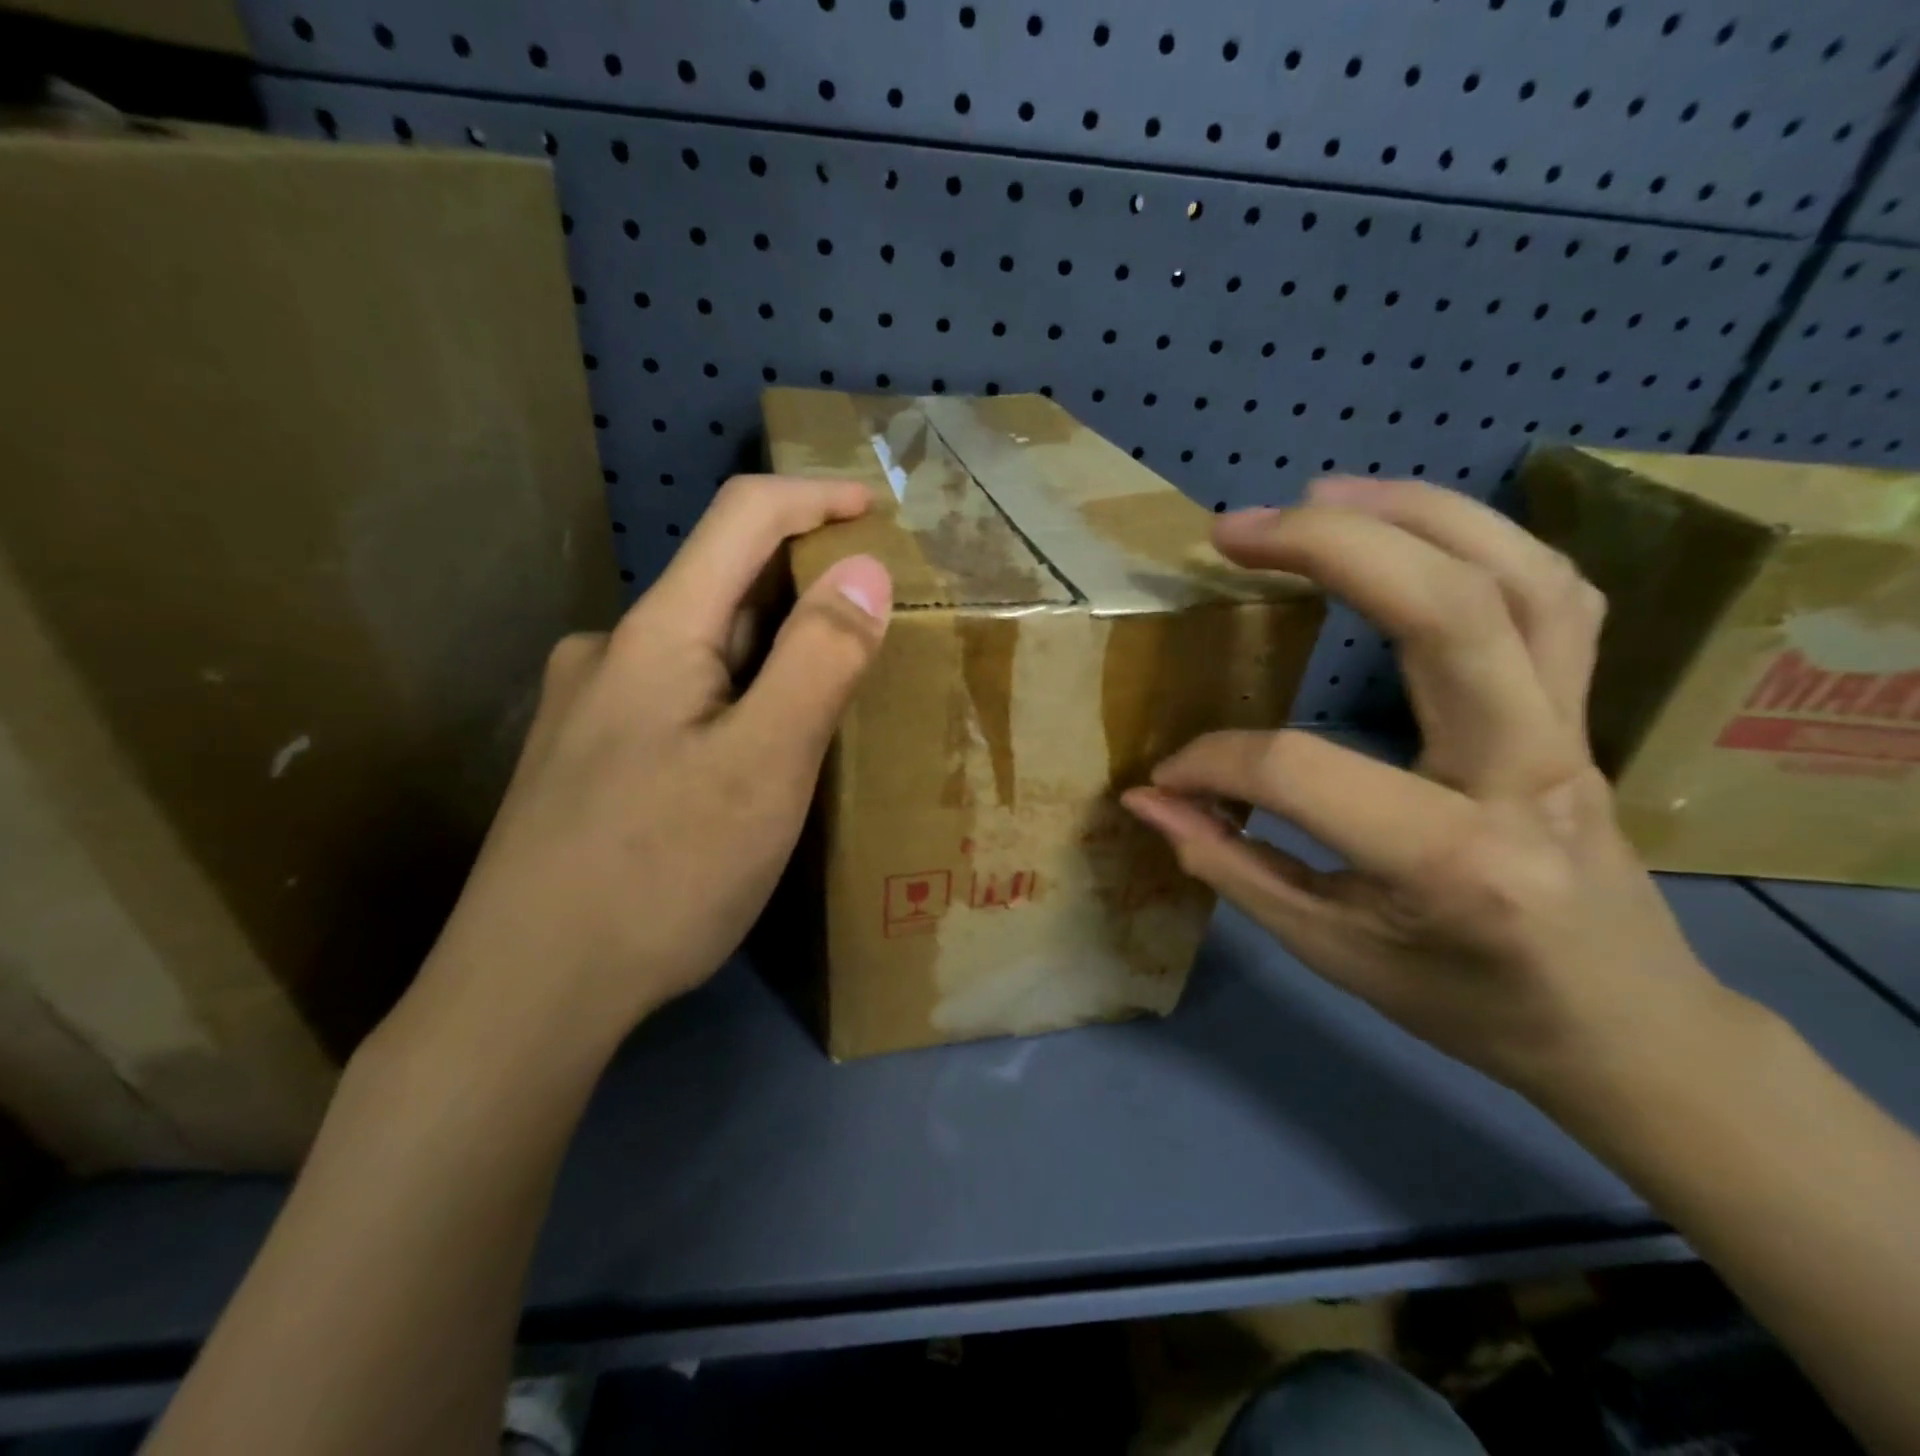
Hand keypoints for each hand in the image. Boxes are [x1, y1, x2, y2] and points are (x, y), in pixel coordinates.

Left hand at [401, 476, 890, 1064]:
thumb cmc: (659, 873)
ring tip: (827, 700)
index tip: (877, 508)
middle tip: (874, 627)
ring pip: (702, 650)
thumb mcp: (764, 766)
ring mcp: (591, 708)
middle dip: (803, 590)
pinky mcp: (587, 758)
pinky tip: (753, 755)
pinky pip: (679, 698)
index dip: (815, 498)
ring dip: (769, 653)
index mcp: (656, 634)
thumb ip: (818, 661)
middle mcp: (612, 652)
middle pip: (722, 586)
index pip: (742, 518)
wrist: (525, 993)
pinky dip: (735, 698)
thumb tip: (865, 569)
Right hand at [1123, 476, 1728, 1105]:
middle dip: (1332, 548)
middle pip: (1449, 613)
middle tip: (1234, 529)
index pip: (1302, 771)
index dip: (1213, 762)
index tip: (1168, 774)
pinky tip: (1409, 529)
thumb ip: (1232, 865)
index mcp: (1454, 861)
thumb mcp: (1332, 951)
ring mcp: (1573, 730)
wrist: (1623, 1025)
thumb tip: (1148, 798)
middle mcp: (1526, 774)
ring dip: (1416, 514)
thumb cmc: (1468, 1002)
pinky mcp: (1586, 710)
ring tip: (1318, 493)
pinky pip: (1553, 595)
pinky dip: (1480, 541)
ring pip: (1521, 578)